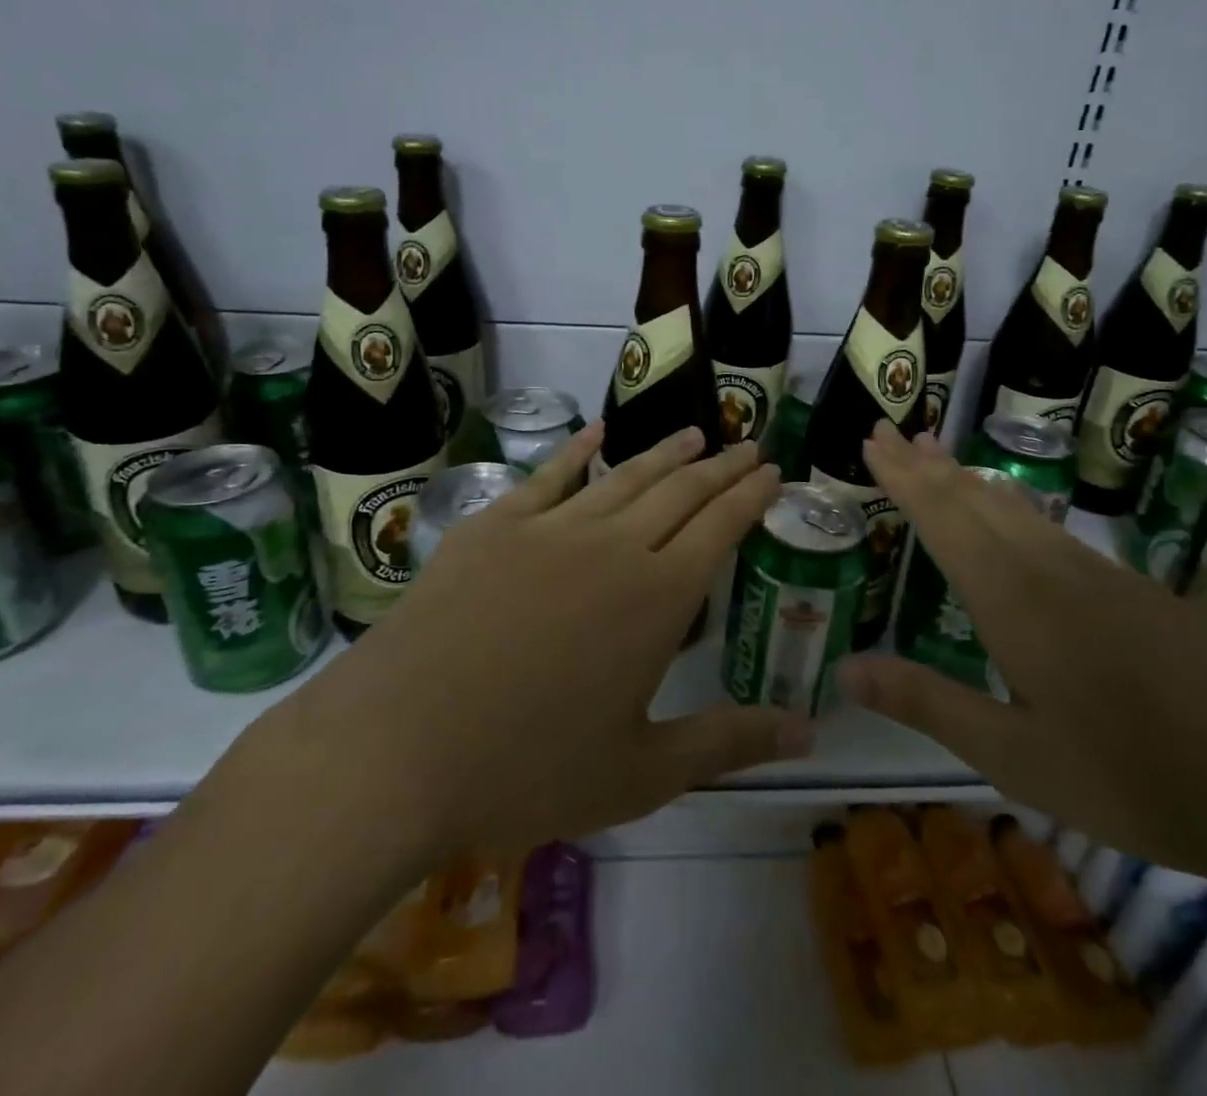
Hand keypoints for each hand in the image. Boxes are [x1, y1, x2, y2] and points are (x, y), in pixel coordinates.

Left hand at [264, 422, 806, 864]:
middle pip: (681, 490)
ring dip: (665, 452)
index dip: (751, 495)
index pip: (720, 526)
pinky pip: (550, 475)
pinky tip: (597, 433)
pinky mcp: (494, 526)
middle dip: (721, 465)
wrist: (395, 751)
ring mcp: (550, 528)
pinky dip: (578, 450)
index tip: (773, 470)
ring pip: (624, 475)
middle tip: (748, 444)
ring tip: (694, 433)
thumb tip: (811, 732)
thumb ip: (729, 742)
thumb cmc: (526, 771)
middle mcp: (613, 546)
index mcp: (657, 599)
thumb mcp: (640, 773)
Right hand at [837, 422, 1206, 880]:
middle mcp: (1049, 569)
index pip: (942, 517)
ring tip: (939, 454)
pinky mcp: (1134, 591)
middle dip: (926, 464)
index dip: (902, 477)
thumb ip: (927, 703)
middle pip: (975, 498)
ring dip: (968, 477)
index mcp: (1012, 598)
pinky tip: (1014, 513)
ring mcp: (1098, 575)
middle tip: (892, 430)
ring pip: (1016, 507)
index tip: (873, 439)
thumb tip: (844, 670)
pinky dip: (1010, 505)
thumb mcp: (1014, 756)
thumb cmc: (1134, 777)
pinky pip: (1049, 528)